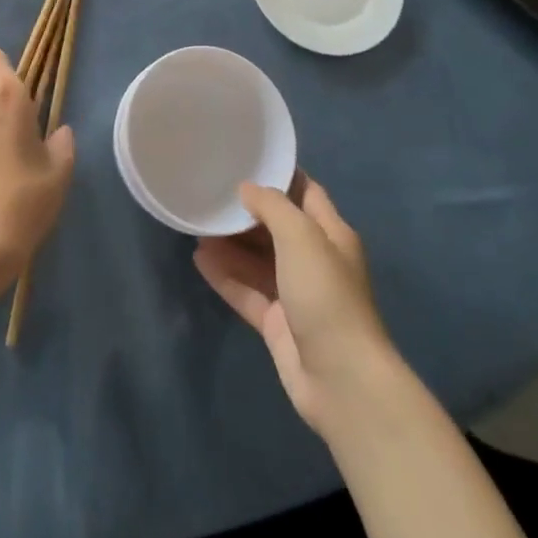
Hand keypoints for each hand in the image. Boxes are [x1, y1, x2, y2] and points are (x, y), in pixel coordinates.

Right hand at [194, 173, 395, 436]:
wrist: (340, 378)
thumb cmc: (326, 295)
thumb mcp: (302, 237)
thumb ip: (273, 206)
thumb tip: (247, 189)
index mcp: (331, 235)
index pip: (306, 193)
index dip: (280, 175)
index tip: (245, 159)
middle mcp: (314, 260)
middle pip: (276, 226)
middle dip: (246, 211)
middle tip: (210, 192)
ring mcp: (295, 293)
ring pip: (257, 259)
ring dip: (230, 243)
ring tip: (196, 223)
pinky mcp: (276, 322)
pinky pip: (246, 290)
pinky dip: (225, 275)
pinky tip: (199, 259)